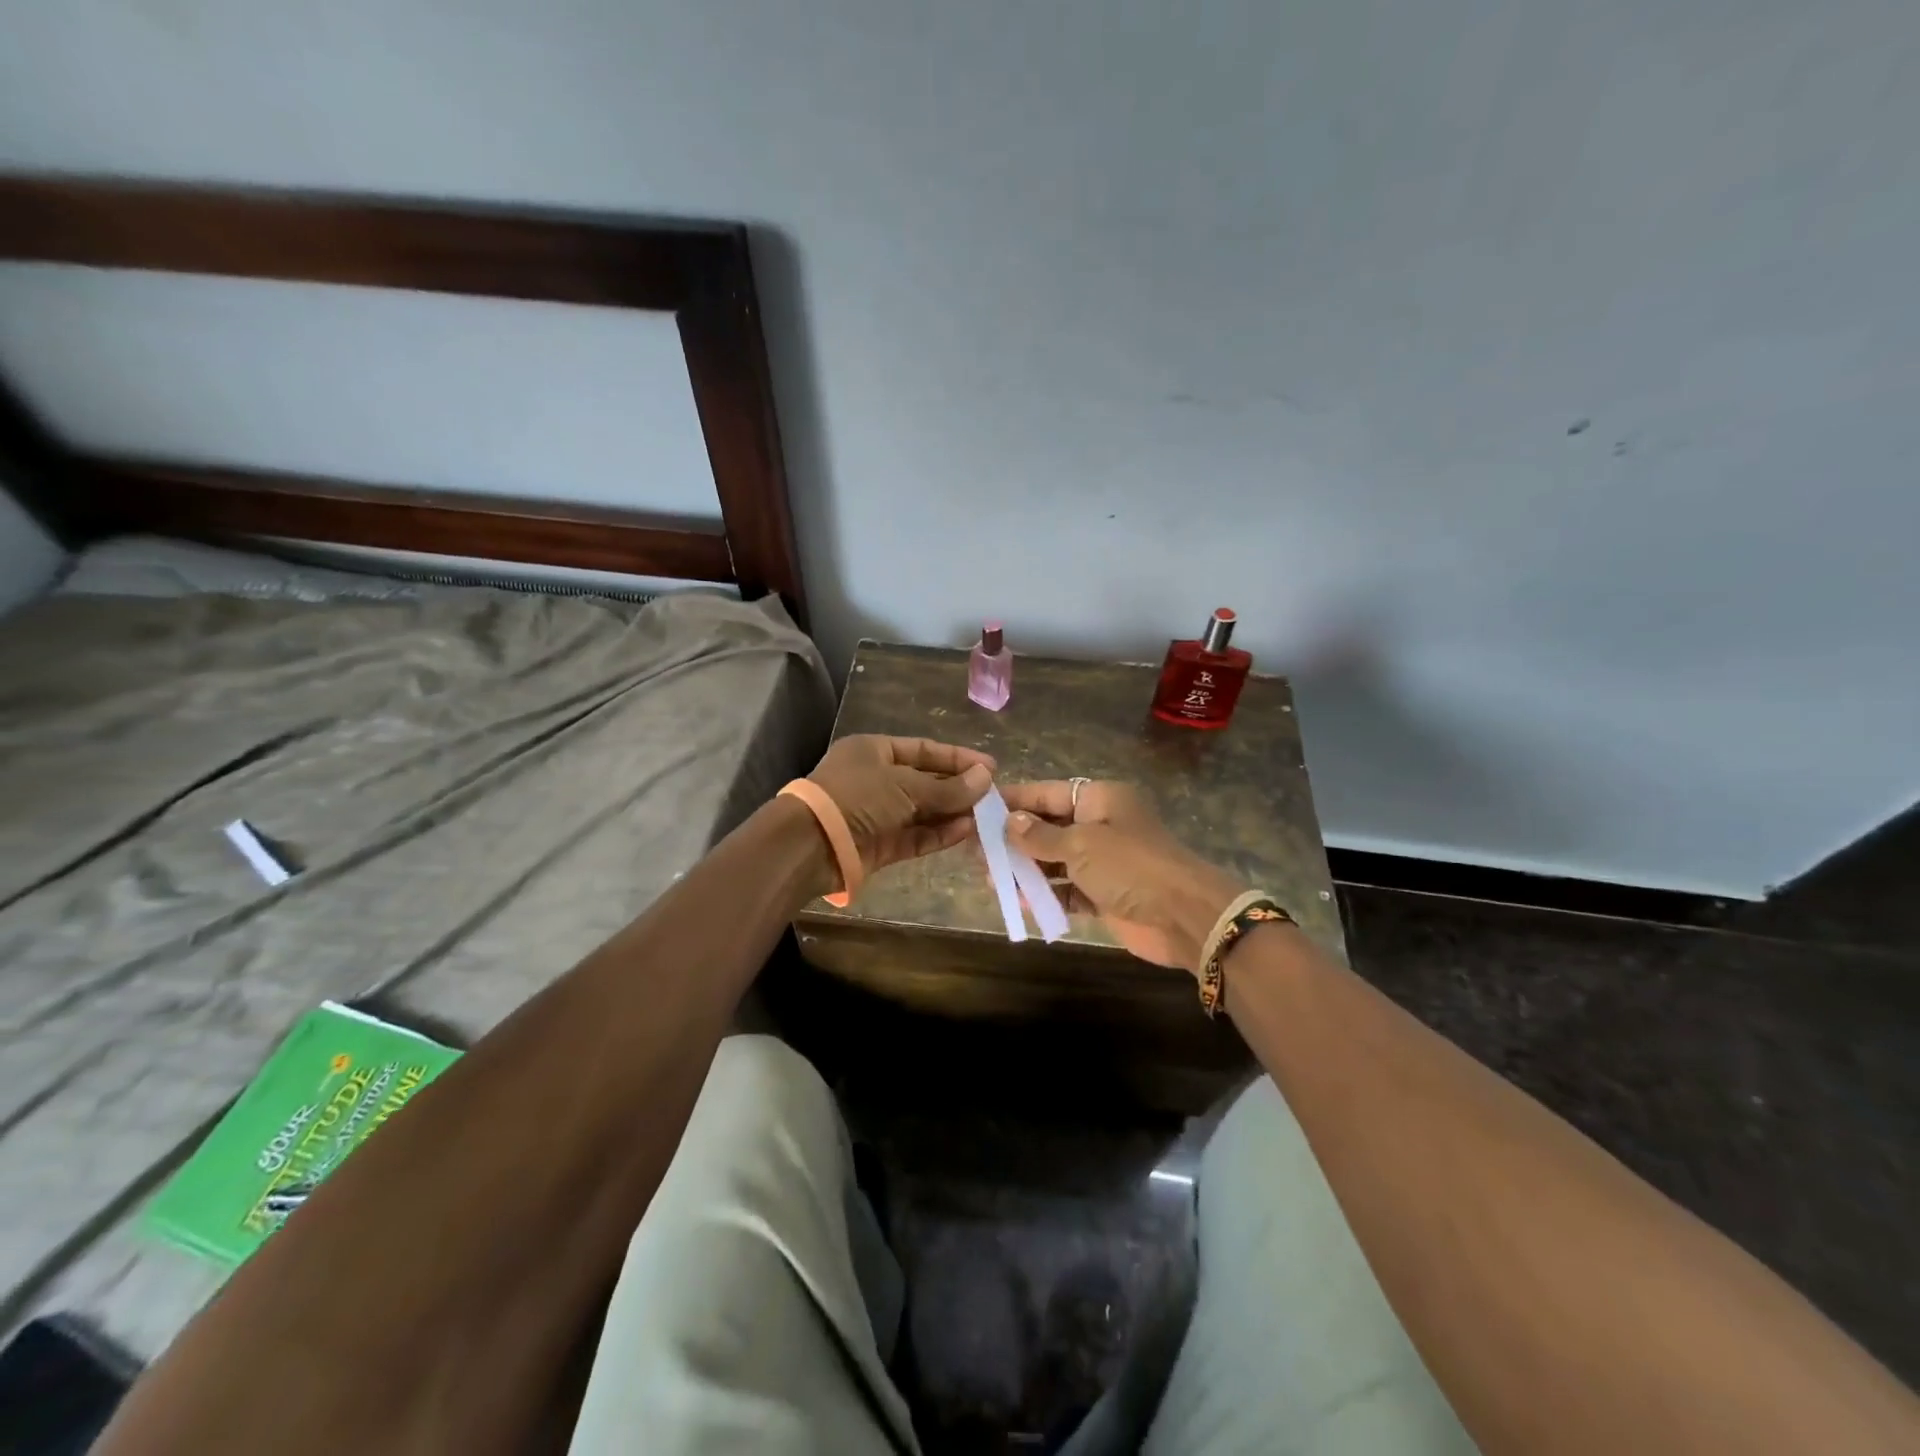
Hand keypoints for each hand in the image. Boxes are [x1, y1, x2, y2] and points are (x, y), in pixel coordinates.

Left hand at [808, 735, 995, 879]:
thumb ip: (948, 786)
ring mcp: (878, 814)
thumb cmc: (857, 797)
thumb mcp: (906, 785)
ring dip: (952, 813)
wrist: (812, 844)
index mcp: (874, 751)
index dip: (958, 758)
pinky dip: (939, 834)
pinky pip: (915, 836)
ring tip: (986, 816)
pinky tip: (966, 831)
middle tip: (993, 795)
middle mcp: (876, 780)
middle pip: (925, 781)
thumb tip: (986, 778)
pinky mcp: (880, 845)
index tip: (990, 767)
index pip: (924, 750)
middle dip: (958, 788)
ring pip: (923, 811)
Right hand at [1001, 781, 1244, 972]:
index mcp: (1100, 800)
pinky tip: (1018, 901)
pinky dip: (1046, 895)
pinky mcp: (1105, 895)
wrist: (1184, 917)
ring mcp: (1103, 862)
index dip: (1016, 800)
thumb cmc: (1130, 866)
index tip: (981, 808)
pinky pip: (1067, 890)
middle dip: (1015, 839)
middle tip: (977, 849)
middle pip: (1049, 827)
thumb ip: (1040, 836)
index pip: (1049, 793)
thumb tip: (1010, 822)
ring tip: (989, 876)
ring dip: (1026, 869)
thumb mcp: (1080, 845)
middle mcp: (1101, 825)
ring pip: (1055, 861)